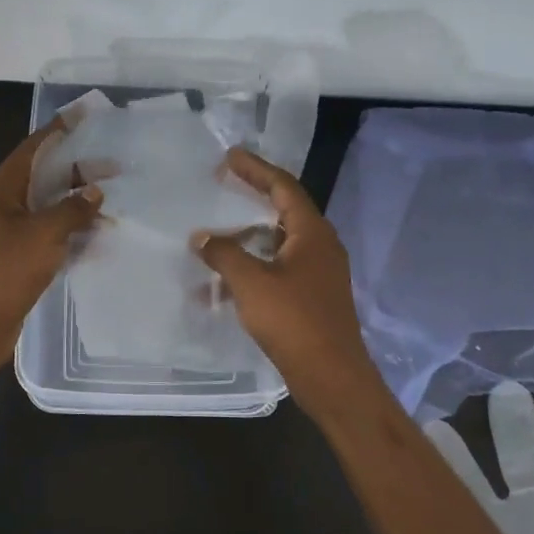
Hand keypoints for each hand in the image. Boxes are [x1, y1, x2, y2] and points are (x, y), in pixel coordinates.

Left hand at [0, 120, 102, 367]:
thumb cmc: (4, 272)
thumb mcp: (42, 235)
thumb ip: (72, 209)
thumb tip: (94, 190)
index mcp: (1, 190)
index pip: (33, 148)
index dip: (59, 130)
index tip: (85, 115)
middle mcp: (4, 205)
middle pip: (44, 176)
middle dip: (77, 170)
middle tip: (115, 166)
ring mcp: (11, 232)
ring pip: (49, 206)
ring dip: (78, 202)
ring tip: (113, 199)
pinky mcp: (19, 256)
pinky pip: (50, 233)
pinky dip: (73, 230)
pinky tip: (99, 234)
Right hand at [192, 148, 379, 402]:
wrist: (332, 376)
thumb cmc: (294, 321)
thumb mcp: (252, 283)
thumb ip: (224, 254)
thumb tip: (201, 237)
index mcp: (312, 233)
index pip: (283, 187)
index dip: (256, 169)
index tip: (230, 157)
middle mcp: (320, 246)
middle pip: (284, 209)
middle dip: (253, 195)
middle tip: (224, 182)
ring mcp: (319, 272)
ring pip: (280, 240)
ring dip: (249, 234)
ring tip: (218, 230)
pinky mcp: (313, 296)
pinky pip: (279, 266)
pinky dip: (254, 264)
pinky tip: (227, 278)